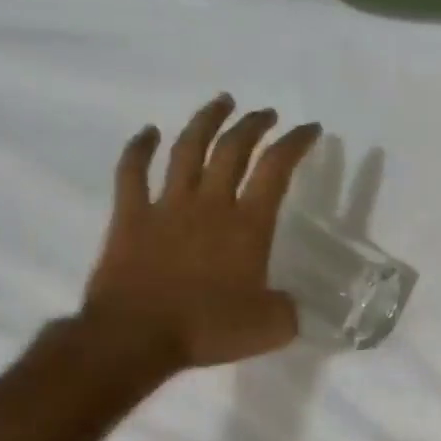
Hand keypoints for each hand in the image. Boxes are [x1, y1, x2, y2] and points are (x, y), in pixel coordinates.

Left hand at [81, 95, 320, 370]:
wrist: (135, 338)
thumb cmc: (208, 329)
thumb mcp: (271, 326)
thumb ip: (288, 308)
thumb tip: (289, 301)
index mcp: (248, 225)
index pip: (276, 169)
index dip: (295, 143)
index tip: (310, 129)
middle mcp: (210, 204)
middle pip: (233, 149)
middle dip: (254, 125)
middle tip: (267, 113)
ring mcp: (167, 206)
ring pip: (187, 149)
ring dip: (206, 121)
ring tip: (222, 102)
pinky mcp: (130, 217)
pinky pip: (132, 173)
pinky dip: (140, 148)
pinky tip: (148, 133)